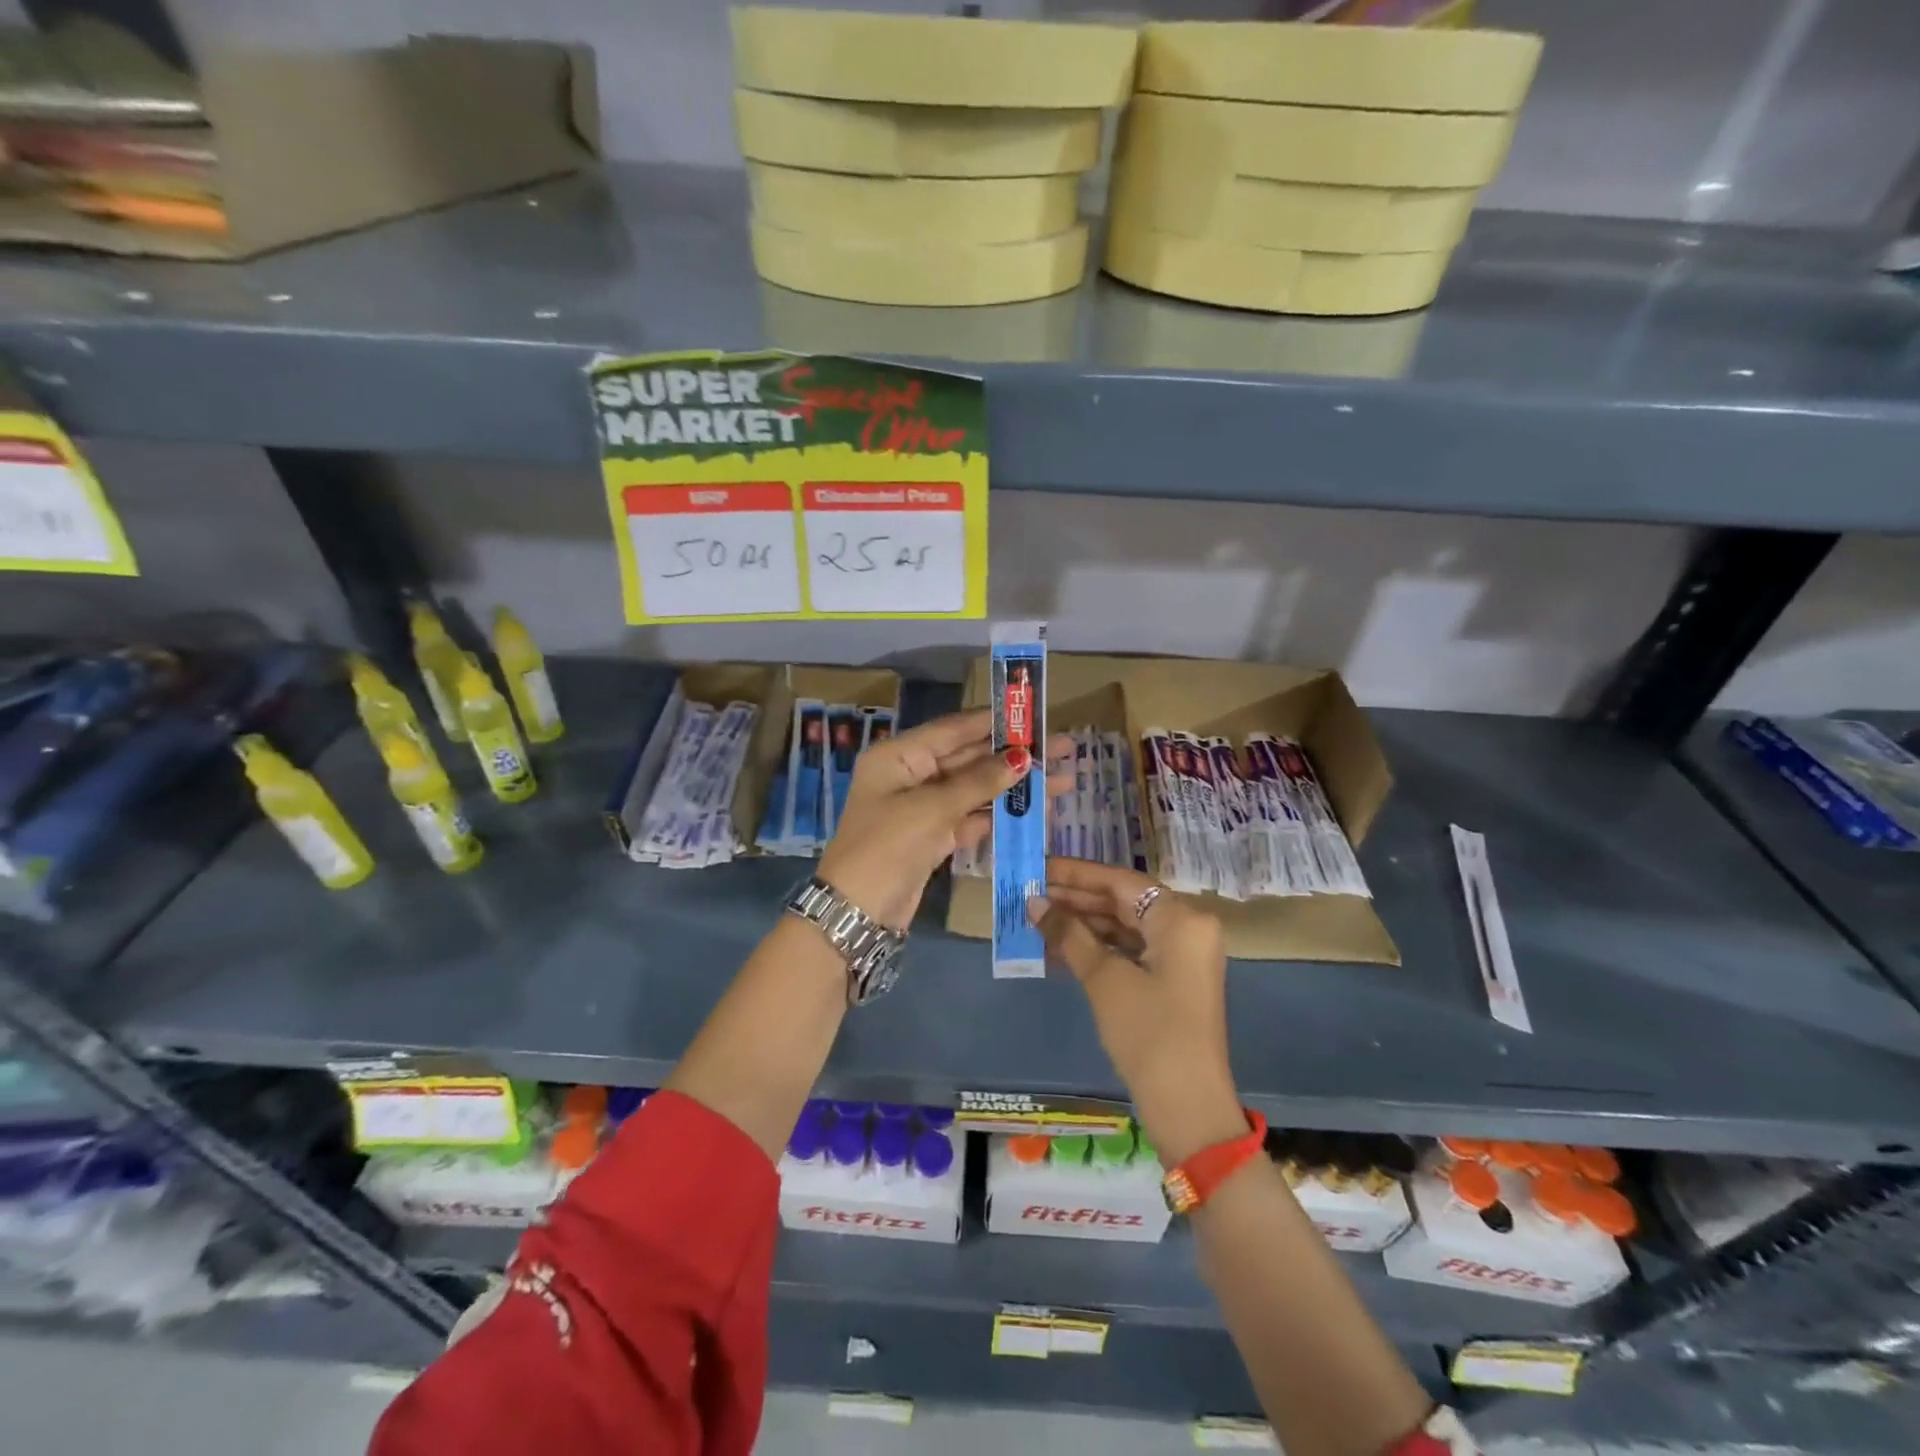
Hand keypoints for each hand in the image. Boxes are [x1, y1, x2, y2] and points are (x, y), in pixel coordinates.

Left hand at [818, 709, 1069, 930]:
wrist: (857, 912)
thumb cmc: (887, 846)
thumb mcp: (931, 809)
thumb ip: (978, 782)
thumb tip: (1022, 757)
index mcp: (899, 755)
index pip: (954, 729)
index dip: (996, 722)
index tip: (1035, 716)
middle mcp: (911, 774)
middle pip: (969, 757)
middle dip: (1014, 755)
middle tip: (1063, 749)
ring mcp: (924, 806)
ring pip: (976, 788)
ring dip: (1014, 786)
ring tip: (1062, 781)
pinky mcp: (934, 835)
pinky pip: (972, 816)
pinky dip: (1001, 814)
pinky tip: (1036, 812)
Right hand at [1030, 859, 1244, 1163]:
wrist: (1188, 1106)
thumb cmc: (1149, 1032)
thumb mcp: (1104, 979)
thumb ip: (1069, 934)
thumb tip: (1034, 902)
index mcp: (1181, 918)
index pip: (1120, 881)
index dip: (1076, 874)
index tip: (1038, 867)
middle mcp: (1186, 928)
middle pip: (1123, 901)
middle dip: (1076, 900)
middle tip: (1029, 893)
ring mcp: (1180, 956)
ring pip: (1124, 926)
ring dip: (1082, 925)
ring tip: (1036, 919)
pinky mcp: (1171, 980)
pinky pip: (1130, 950)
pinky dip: (1097, 948)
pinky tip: (1059, 948)